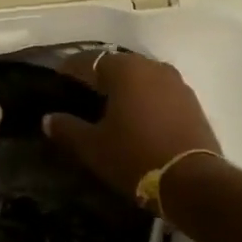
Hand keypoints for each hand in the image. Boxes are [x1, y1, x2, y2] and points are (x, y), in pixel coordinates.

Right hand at [42, 50, 219, 197]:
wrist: (193, 181)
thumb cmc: (135, 157)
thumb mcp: (94, 147)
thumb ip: (67, 129)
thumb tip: (48, 119)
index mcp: (124, 69)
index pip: (88, 60)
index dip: (69, 69)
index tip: (57, 80)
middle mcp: (150, 66)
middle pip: (117, 64)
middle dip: (98, 76)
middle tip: (82, 93)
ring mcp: (175, 81)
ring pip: (140, 76)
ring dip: (124, 86)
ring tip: (109, 105)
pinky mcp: (191, 100)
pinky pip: (159, 90)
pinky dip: (144, 97)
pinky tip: (137, 115)